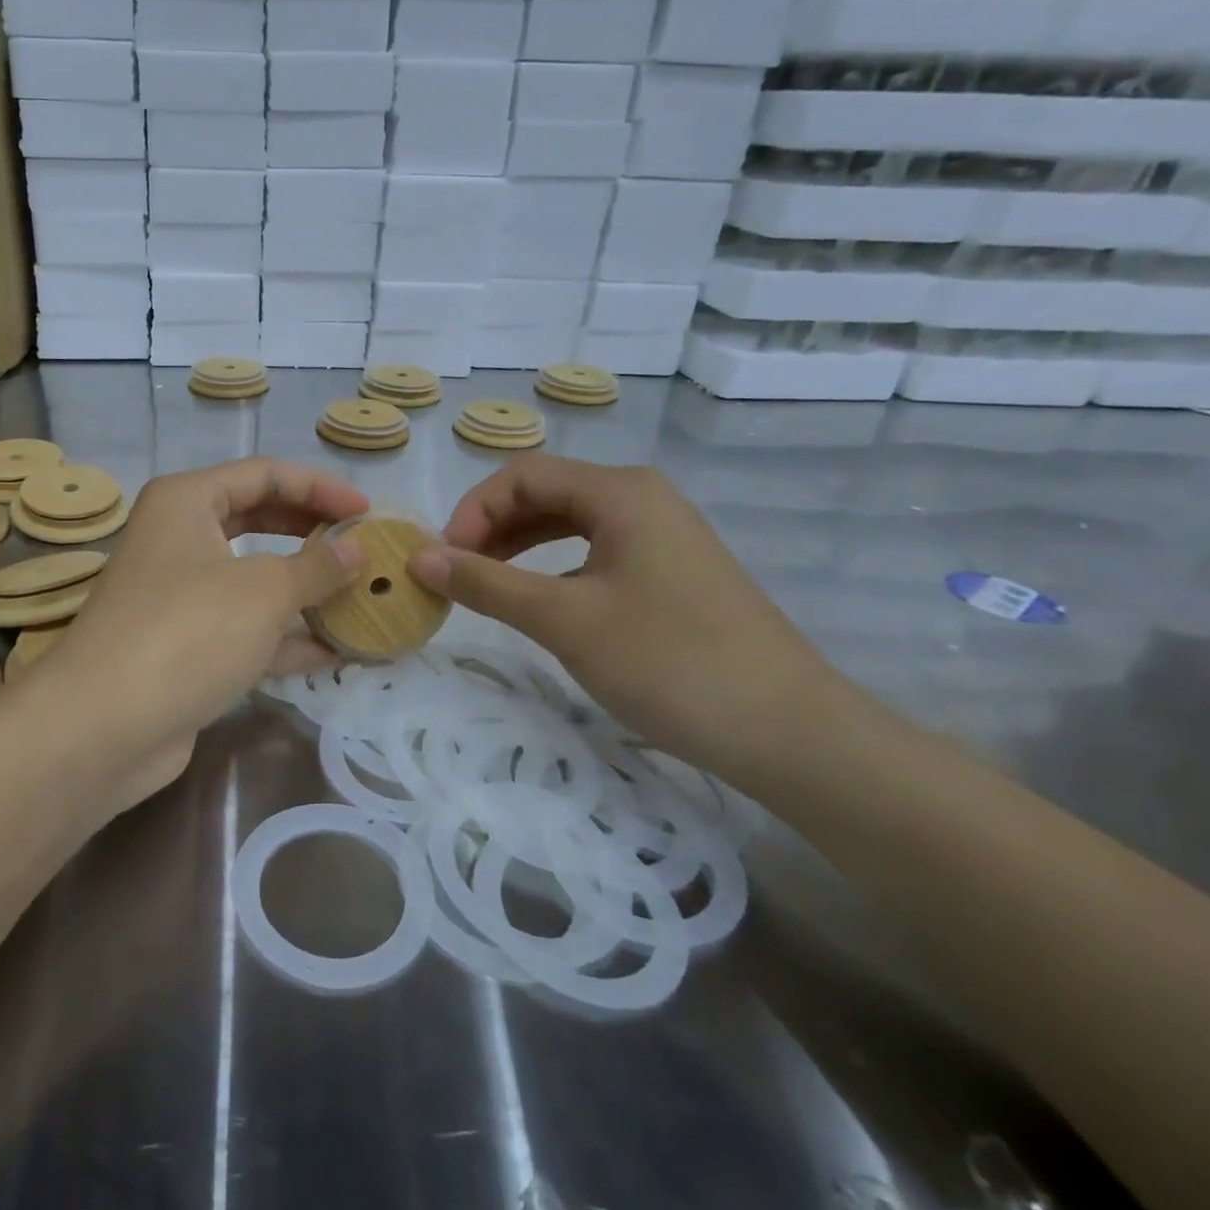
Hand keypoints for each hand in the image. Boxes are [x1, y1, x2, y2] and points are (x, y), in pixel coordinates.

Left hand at [25, 458, 367, 810]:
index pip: (264, 475)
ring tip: (360, 596)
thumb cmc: (187, 631)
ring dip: (305, 589)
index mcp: (186, 502)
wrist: (103, 727)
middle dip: (312, 534)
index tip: (367, 513)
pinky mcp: (186, 646)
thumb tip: (356, 550)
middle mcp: (179, 539)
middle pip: (258, 520)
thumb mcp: (263, 591)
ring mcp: (180, 595)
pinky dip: (286, 637)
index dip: (320, 488)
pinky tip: (335, 651)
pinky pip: (246, 628)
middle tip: (362, 548)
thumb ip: (316, 567)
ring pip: (254, 578)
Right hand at [411, 455, 845, 779]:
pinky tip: (540, 602)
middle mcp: (642, 498)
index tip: (444, 562)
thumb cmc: (668, 662)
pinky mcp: (672, 571)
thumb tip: (419, 557)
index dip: (472, 511)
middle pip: (545, 493)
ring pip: (570, 523)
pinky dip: (554, 567)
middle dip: (492, 528)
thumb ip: (486, 584)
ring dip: (519, 547)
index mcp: (620, 492)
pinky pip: (595, 551)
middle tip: (458, 576)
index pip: (522, 475)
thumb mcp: (563, 620)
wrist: (790, 733)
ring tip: (486, 587)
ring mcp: (662, 535)